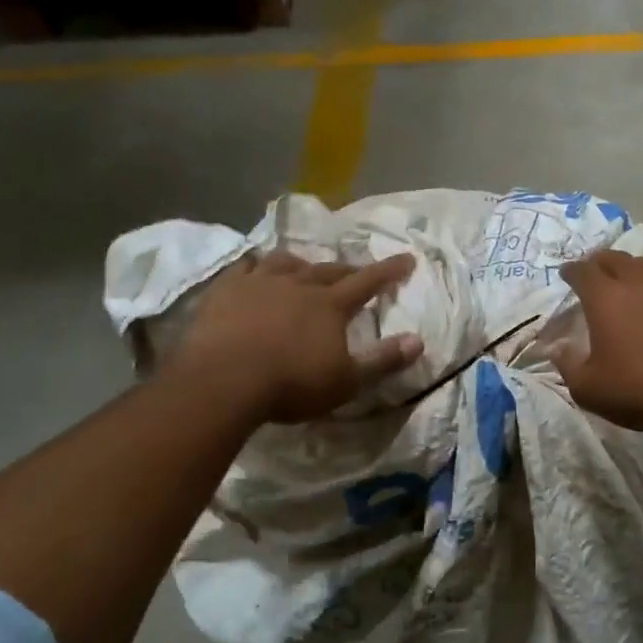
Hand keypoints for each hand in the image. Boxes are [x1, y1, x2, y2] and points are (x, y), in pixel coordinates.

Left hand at [171, 250, 423, 422]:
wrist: (224, 380)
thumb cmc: (291, 384)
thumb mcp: (347, 381)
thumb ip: (383, 360)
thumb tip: (418, 341)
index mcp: (330, 305)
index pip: (368, 282)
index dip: (389, 270)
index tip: (407, 258)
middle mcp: (298, 284)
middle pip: (328, 270)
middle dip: (347, 270)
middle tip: (355, 271)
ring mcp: (259, 282)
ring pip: (286, 262)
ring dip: (301, 264)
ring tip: (304, 268)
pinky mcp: (226, 289)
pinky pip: (245, 266)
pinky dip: (257, 265)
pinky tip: (255, 270)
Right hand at [553, 251, 642, 438]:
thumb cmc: (638, 389)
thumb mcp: (588, 389)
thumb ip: (568, 365)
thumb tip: (558, 349)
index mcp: (606, 297)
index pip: (582, 271)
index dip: (571, 271)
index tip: (566, 275)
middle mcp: (639, 282)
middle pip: (615, 259)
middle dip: (600, 264)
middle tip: (594, 274)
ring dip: (633, 271)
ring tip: (629, 283)